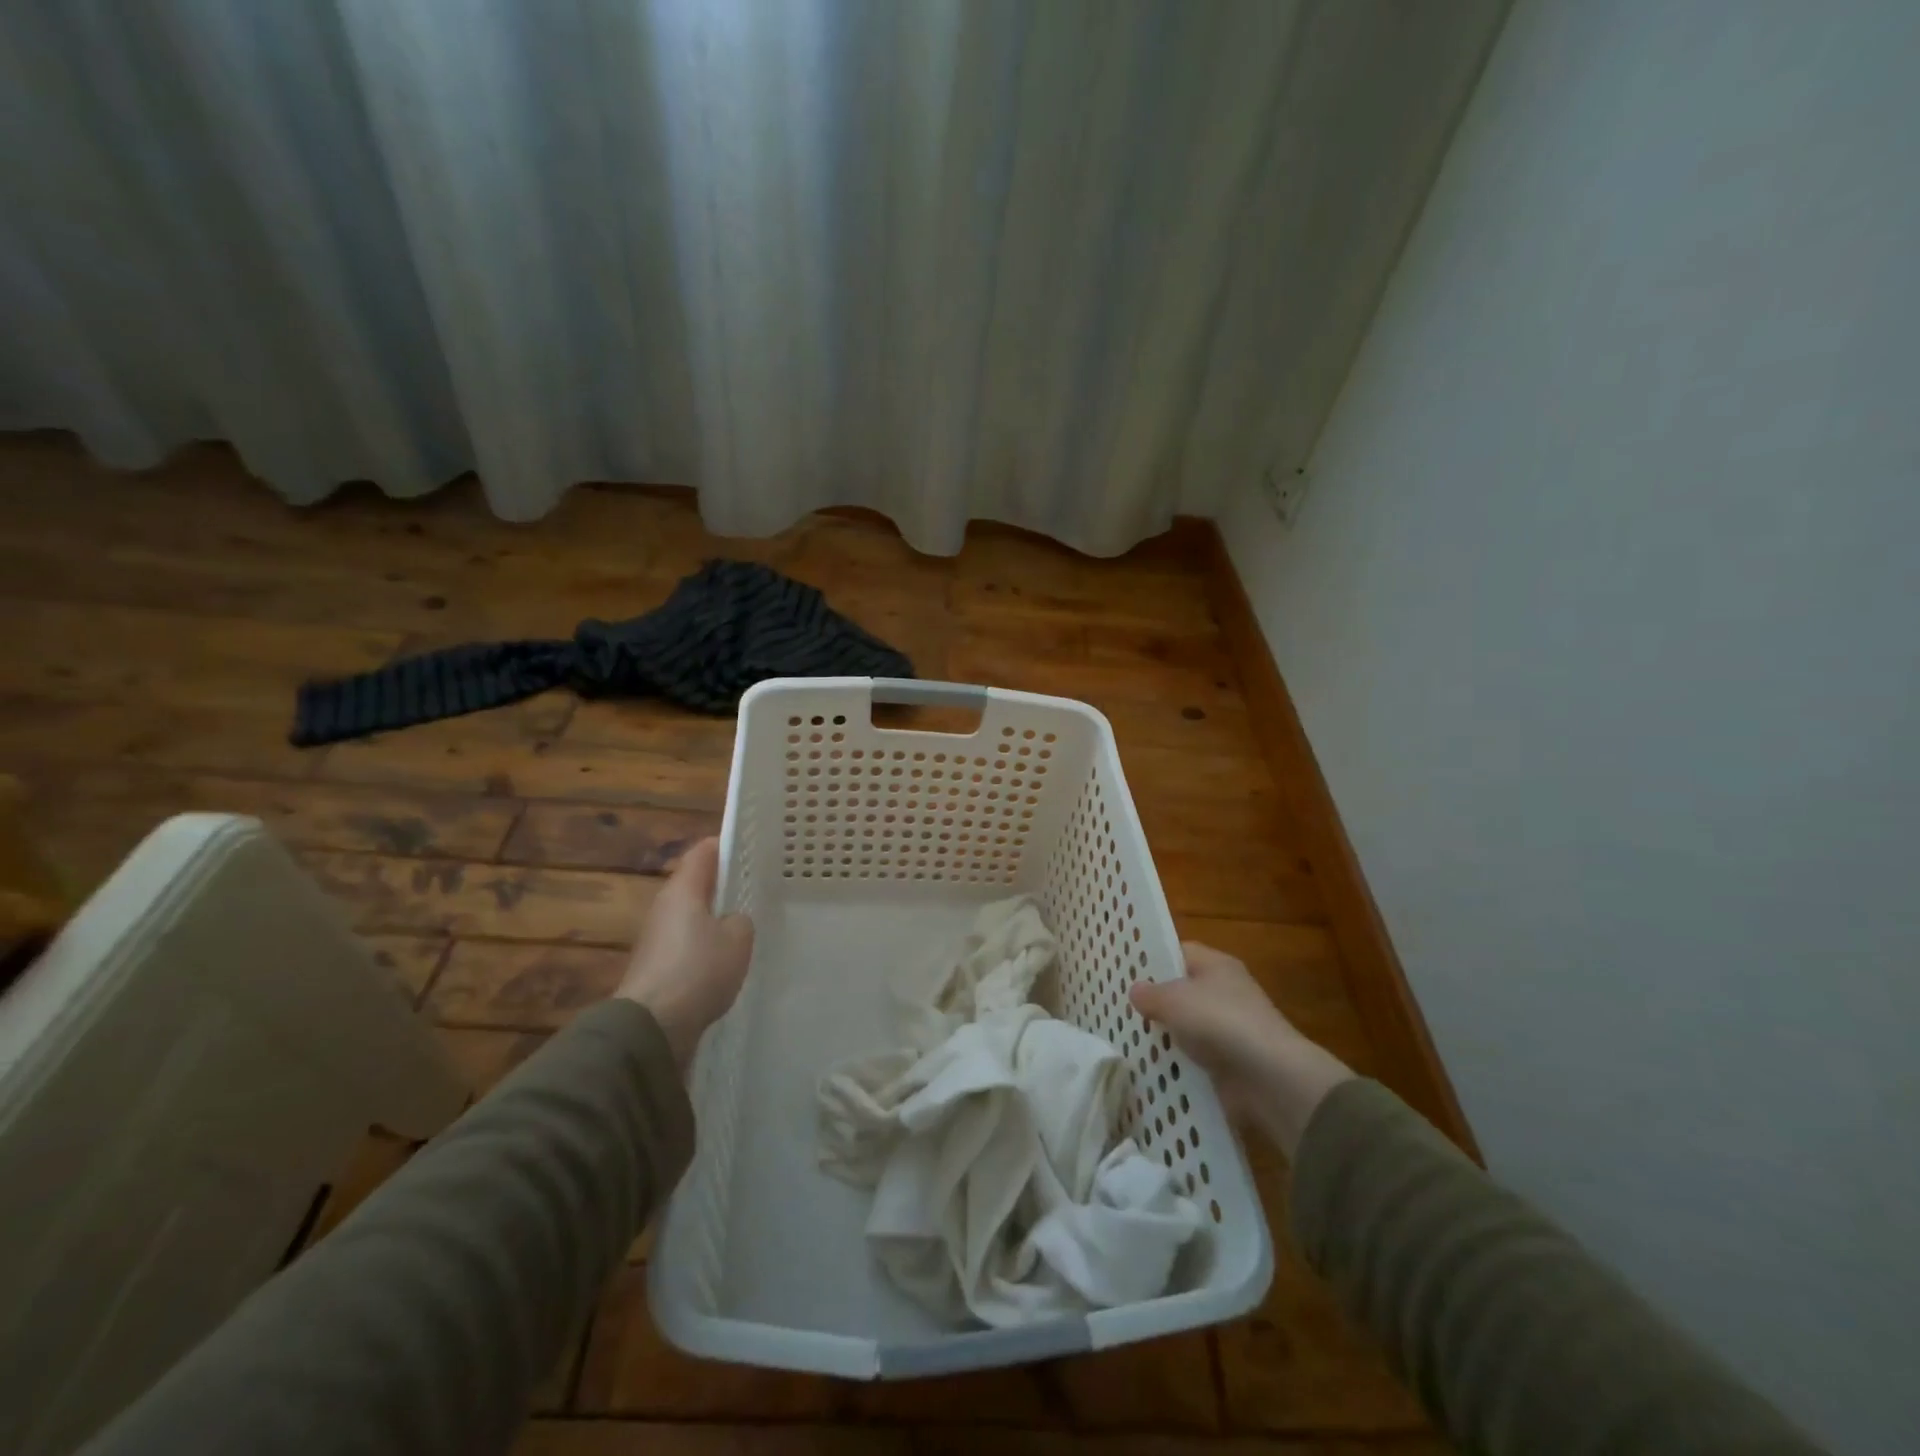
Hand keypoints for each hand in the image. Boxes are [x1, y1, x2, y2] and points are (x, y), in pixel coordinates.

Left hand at [618, 838, 753, 1072]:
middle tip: (757, 886)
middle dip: (724, 883)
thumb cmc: (698, 970)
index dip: (726, 845)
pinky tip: (727, 960)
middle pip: (696, 884)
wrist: (652, 1026)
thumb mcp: (738, 939)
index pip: (703, 852)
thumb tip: (731, 921)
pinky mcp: (658, 966)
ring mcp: (658, 938)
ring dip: (716, 918)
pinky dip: (706, 946)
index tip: (752, 847)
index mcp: (683, 890)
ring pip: (693, 916)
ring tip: (748, 924)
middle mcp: (665, 907)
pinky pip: (688, 944)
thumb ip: (741, 920)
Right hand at [1129, 942, 1353, 1156]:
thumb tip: (1136, 990)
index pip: (1179, 951)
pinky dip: (1179, 1062)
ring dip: (1167, 1034)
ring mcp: (1230, 1029)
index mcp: (1217, 965)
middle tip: (1119, 1005)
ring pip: (1188, 1026)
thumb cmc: (1220, 1021)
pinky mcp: (1230, 1062)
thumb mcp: (1174, 999)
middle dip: (1156, 1000)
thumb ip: (1151, 993)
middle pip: (1183, 990)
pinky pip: (1197, 1056)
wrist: (1269, 1078)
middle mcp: (1226, 991)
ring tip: (1127, 1037)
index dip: (1153, 958)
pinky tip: (1153, 1066)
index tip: (1124, 971)